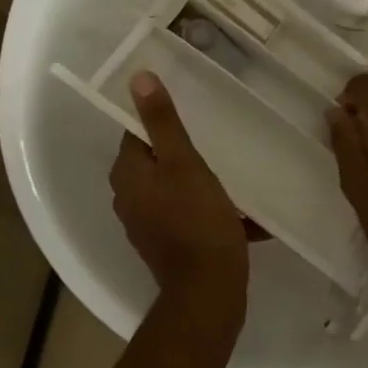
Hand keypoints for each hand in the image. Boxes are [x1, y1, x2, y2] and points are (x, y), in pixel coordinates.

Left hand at [110, 72, 248, 312]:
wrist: (209, 290)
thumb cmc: (197, 219)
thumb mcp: (184, 163)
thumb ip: (163, 122)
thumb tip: (138, 78)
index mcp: (128, 176)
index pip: (137, 133)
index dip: (161, 120)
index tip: (192, 111)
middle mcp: (130, 199)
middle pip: (156, 161)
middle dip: (184, 150)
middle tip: (217, 137)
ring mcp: (148, 225)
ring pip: (173, 188)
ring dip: (199, 179)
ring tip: (231, 170)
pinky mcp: (168, 244)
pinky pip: (187, 214)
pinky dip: (208, 208)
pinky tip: (238, 208)